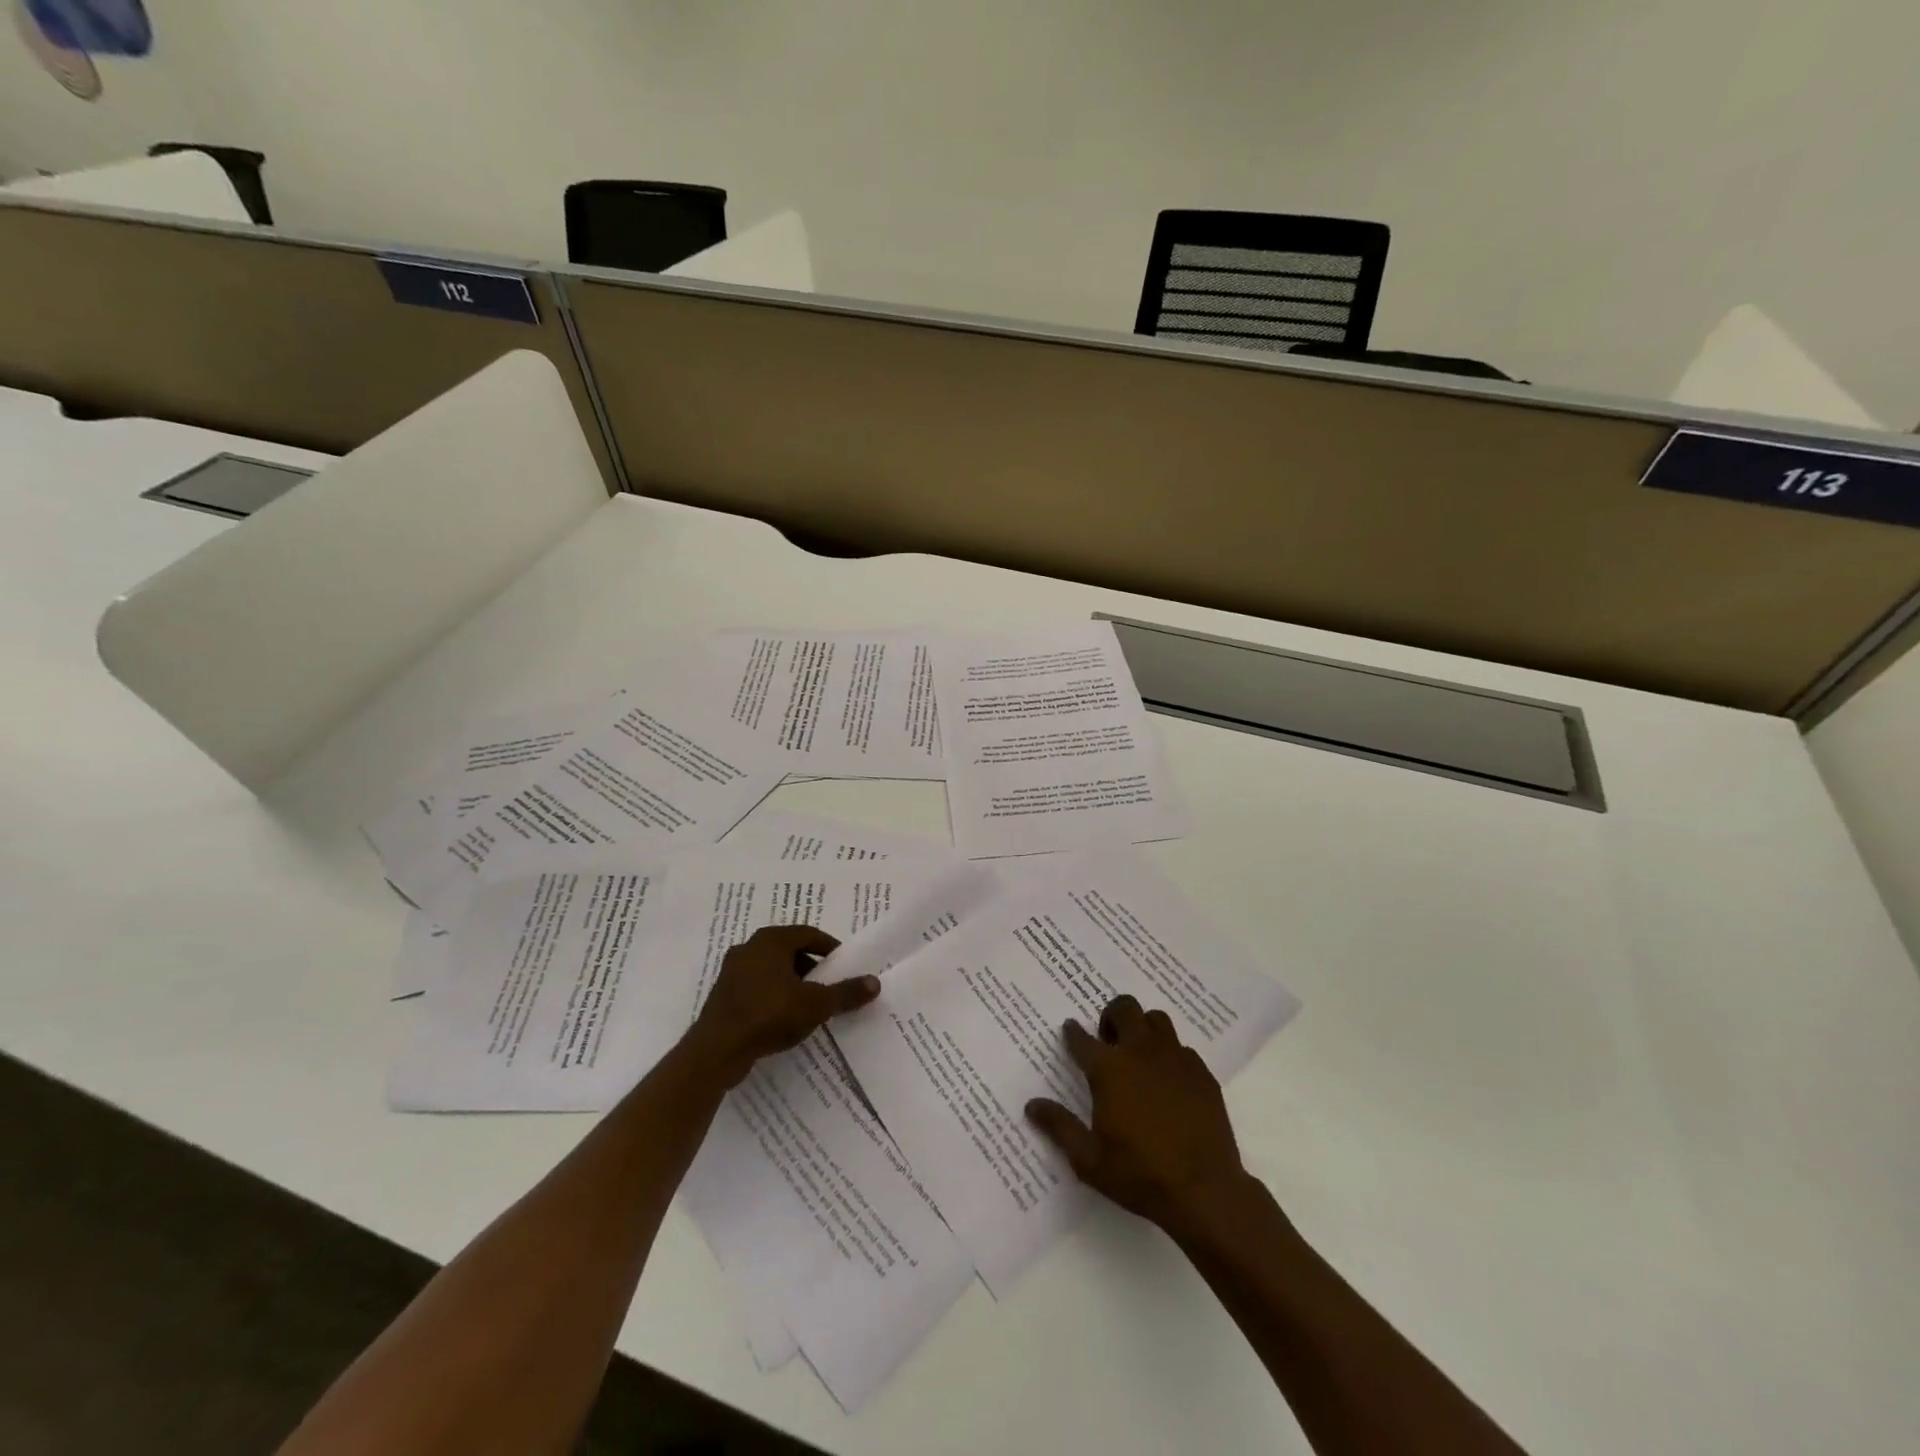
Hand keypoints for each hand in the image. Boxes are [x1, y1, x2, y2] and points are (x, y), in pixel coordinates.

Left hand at [687, 925, 879, 1086]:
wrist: (716, 1051)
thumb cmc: (769, 1015)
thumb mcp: (815, 1004)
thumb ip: (845, 993)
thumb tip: (875, 982)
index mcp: (771, 940)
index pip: (808, 934)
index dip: (829, 947)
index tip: (844, 964)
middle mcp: (749, 948)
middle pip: (789, 950)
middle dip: (811, 966)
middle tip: (828, 984)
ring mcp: (732, 971)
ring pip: (771, 969)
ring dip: (791, 981)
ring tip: (809, 1003)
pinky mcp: (723, 995)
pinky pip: (756, 987)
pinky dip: (773, 995)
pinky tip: (783, 1017)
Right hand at [1026, 994, 1253, 1235]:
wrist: (1205, 1192)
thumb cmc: (1140, 1175)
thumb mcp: (1089, 1160)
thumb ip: (1059, 1127)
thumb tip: (1031, 1105)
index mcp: (1109, 1070)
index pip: (1082, 1039)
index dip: (1073, 1033)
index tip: (1070, 1030)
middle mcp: (1140, 1053)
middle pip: (1124, 1009)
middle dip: (1110, 1016)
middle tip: (1107, 1039)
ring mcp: (1175, 1059)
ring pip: (1156, 1020)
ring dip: (1142, 1028)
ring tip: (1138, 1053)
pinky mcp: (1201, 1073)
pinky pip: (1181, 1047)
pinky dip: (1169, 1054)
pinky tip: (1168, 1080)